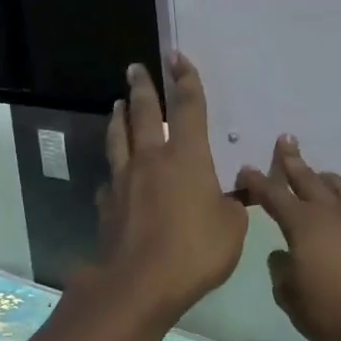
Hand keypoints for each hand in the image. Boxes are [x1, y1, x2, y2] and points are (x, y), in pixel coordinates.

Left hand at [93, 53, 247, 323]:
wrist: (140, 283)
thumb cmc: (195, 250)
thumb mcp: (232, 227)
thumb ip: (232, 205)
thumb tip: (231, 194)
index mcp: (187, 158)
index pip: (188, 108)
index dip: (186, 80)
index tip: (177, 57)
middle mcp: (152, 160)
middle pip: (144, 114)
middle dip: (142, 88)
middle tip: (135, 68)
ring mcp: (125, 182)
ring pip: (119, 139)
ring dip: (119, 118)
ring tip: (117, 104)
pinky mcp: (108, 206)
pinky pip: (111, 179)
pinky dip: (115, 170)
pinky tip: (114, 175)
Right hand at [238, 137, 340, 340]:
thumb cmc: (331, 307)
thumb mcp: (291, 298)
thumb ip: (282, 273)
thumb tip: (282, 257)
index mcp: (304, 225)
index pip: (275, 196)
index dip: (258, 182)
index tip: (246, 169)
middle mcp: (333, 216)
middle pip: (310, 181)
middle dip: (294, 162)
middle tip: (286, 141)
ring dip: (330, 180)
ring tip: (323, 175)